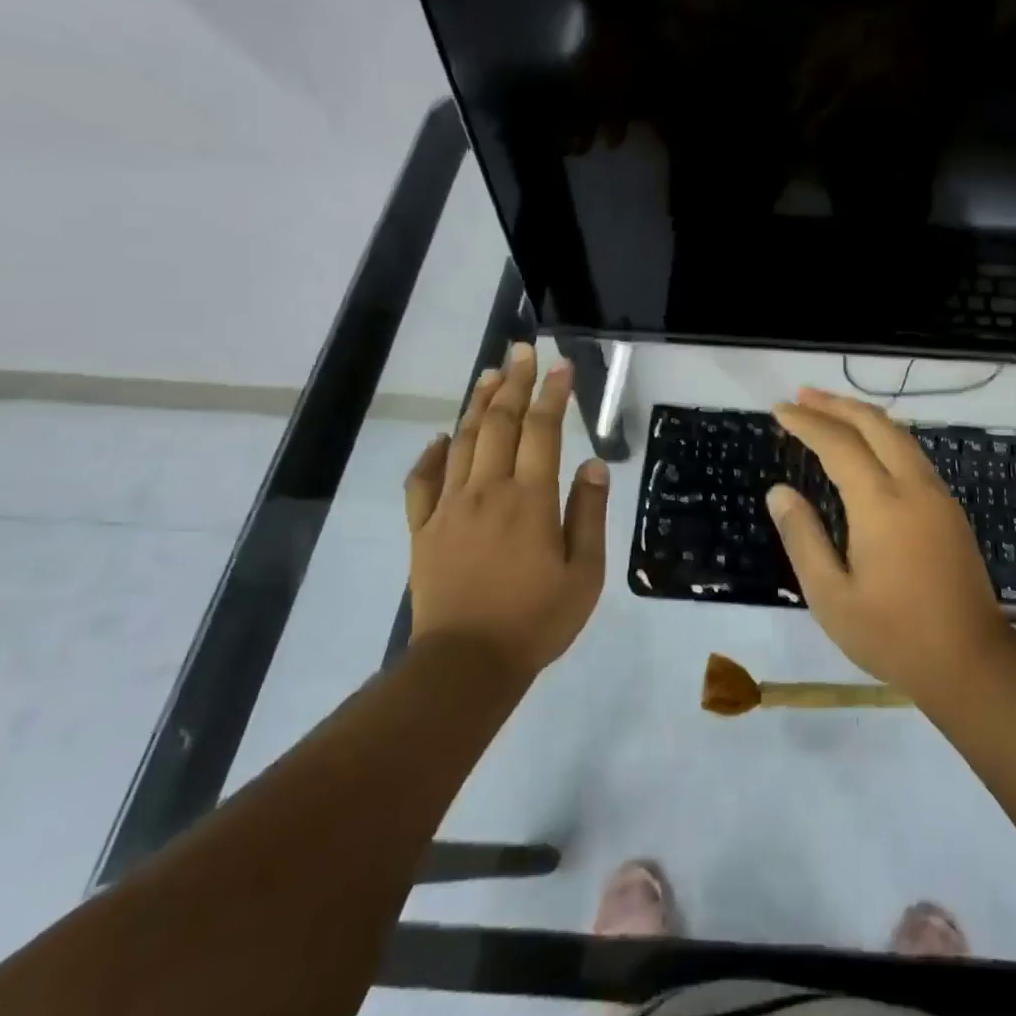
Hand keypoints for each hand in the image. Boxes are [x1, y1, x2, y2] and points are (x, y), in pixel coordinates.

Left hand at [403, 341, 608, 678]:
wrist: (465, 664)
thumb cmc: (535, 620)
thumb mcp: (584, 573)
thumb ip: (588, 514)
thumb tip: (592, 465)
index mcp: (530, 499)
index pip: (542, 431)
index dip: (553, 394)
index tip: (561, 365)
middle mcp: (488, 491)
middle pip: (499, 423)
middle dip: (513, 382)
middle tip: (521, 350)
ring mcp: (450, 508)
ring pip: (462, 442)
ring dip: (476, 404)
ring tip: (488, 374)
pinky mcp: (423, 529)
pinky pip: (422, 482)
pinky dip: (430, 454)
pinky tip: (439, 437)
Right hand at [767, 387, 1012, 699]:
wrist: (971, 661)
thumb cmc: (893, 634)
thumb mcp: (831, 596)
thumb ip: (803, 537)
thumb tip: (779, 491)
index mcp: (880, 503)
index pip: (837, 443)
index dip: (806, 422)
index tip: (778, 409)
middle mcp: (912, 485)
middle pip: (873, 424)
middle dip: (835, 403)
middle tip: (801, 395)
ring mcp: (937, 494)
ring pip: (898, 434)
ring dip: (861, 415)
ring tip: (829, 409)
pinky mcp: (949, 508)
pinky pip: (911, 452)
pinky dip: (882, 435)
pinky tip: (868, 446)